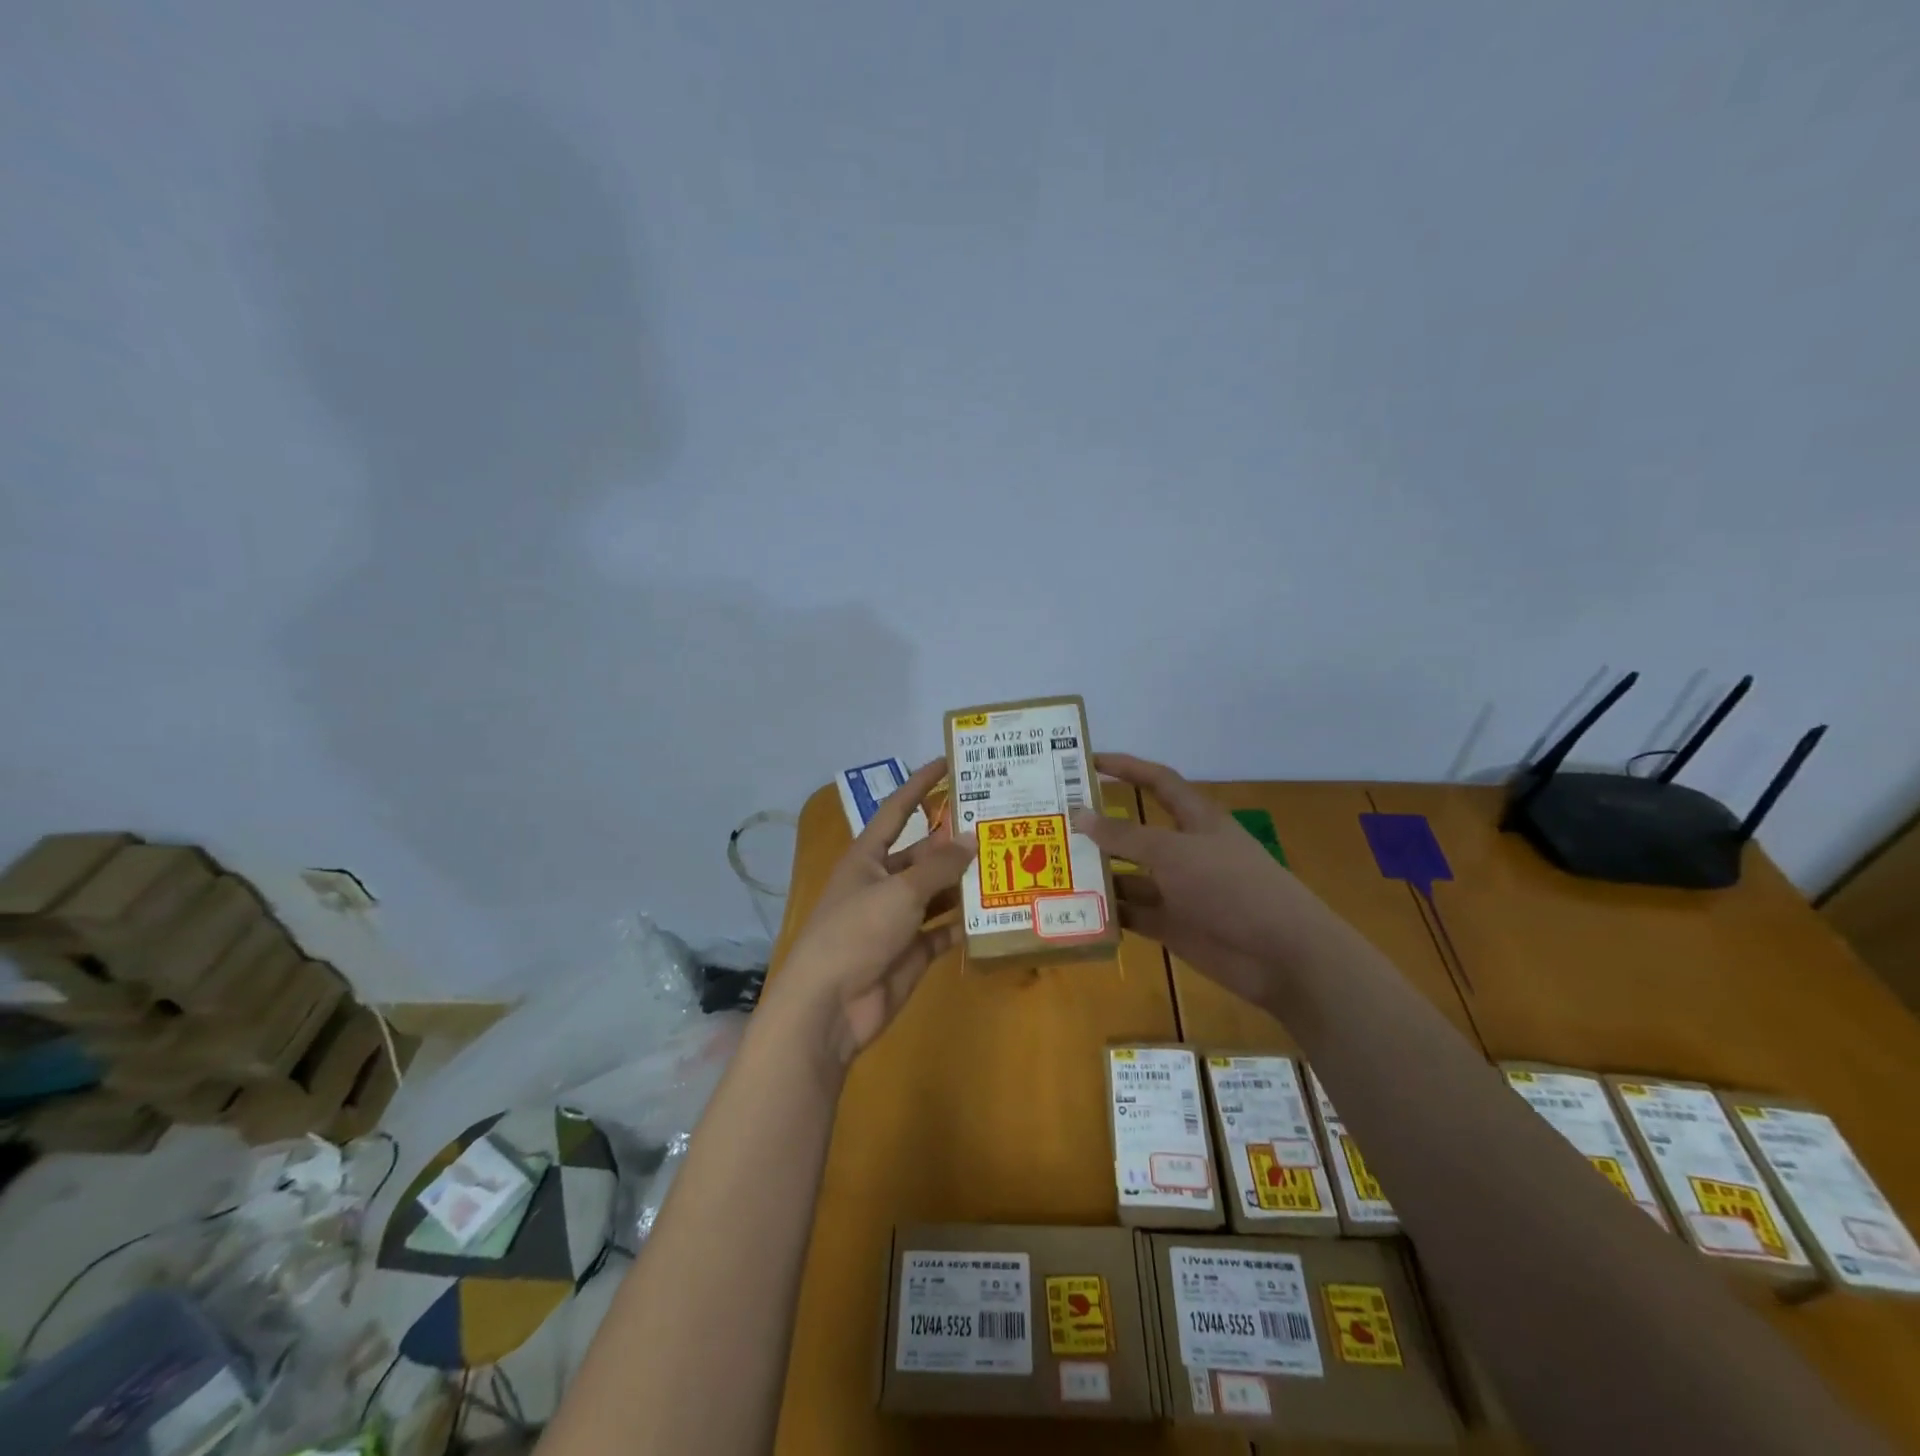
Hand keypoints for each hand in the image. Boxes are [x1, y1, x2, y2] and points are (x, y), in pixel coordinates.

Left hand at [765, 759, 976, 1072]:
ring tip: (1009, 863)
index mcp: (868, 858)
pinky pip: (944, 931)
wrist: (830, 1007)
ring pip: (938, 892)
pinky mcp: (912, 952)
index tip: (948, 762)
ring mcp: (898, 920)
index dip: (920, 785)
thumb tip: (971, 838)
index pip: (898, 811)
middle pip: (924, 854)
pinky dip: (965, 924)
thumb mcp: (899, 891)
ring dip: (966, 882)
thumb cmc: (856, 933)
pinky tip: (996, 913)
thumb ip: (939, 866)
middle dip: (955, 841)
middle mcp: (883, 883)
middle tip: (999, 824)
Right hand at [1072, 753, 1335, 1004]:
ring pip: (1129, 875)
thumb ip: (1124, 836)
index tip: (1087, 761)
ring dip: (1098, 872)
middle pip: (1135, 831)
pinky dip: (1108, 912)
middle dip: (1099, 826)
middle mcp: (1184, 850)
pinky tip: (1073, 910)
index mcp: (1195, 820)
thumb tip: (1079, 814)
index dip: (1126, 767)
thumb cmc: (1230, 886)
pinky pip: (1133, 913)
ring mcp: (1178, 890)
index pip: (1157, 781)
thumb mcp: (1173, 853)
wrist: (1280, 954)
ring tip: (1051, 867)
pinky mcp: (1173, 924)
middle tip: (1053, 821)